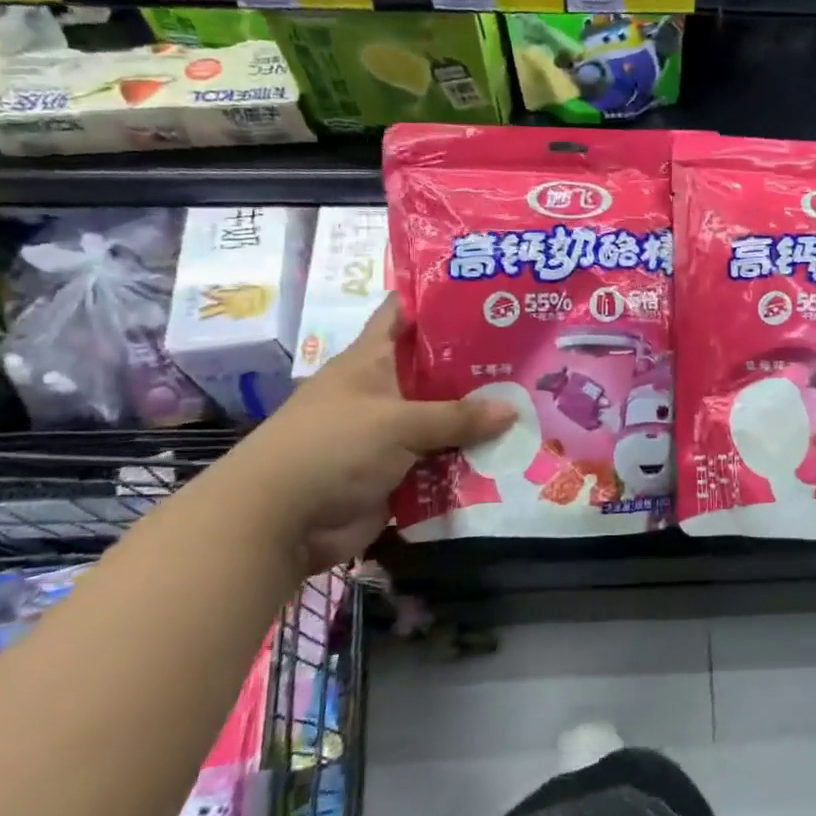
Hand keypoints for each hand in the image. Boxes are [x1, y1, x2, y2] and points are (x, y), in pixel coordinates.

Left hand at [226, 295, 514, 572]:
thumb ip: (457, 416)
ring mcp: (390, 435)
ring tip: (534, 407)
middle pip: (436, 370)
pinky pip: (441, 462)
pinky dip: (469, 461)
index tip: (487, 291)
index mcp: (371, 361)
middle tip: (531, 357)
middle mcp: (382, 392)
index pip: (404, 313)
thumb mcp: (398, 423)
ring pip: (444, 420)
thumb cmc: (332, 447)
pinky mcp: (397, 473)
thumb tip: (513, 410)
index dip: (440, 299)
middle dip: (479, 366)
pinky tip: (512, 455)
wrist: (280, 523)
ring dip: (480, 420)